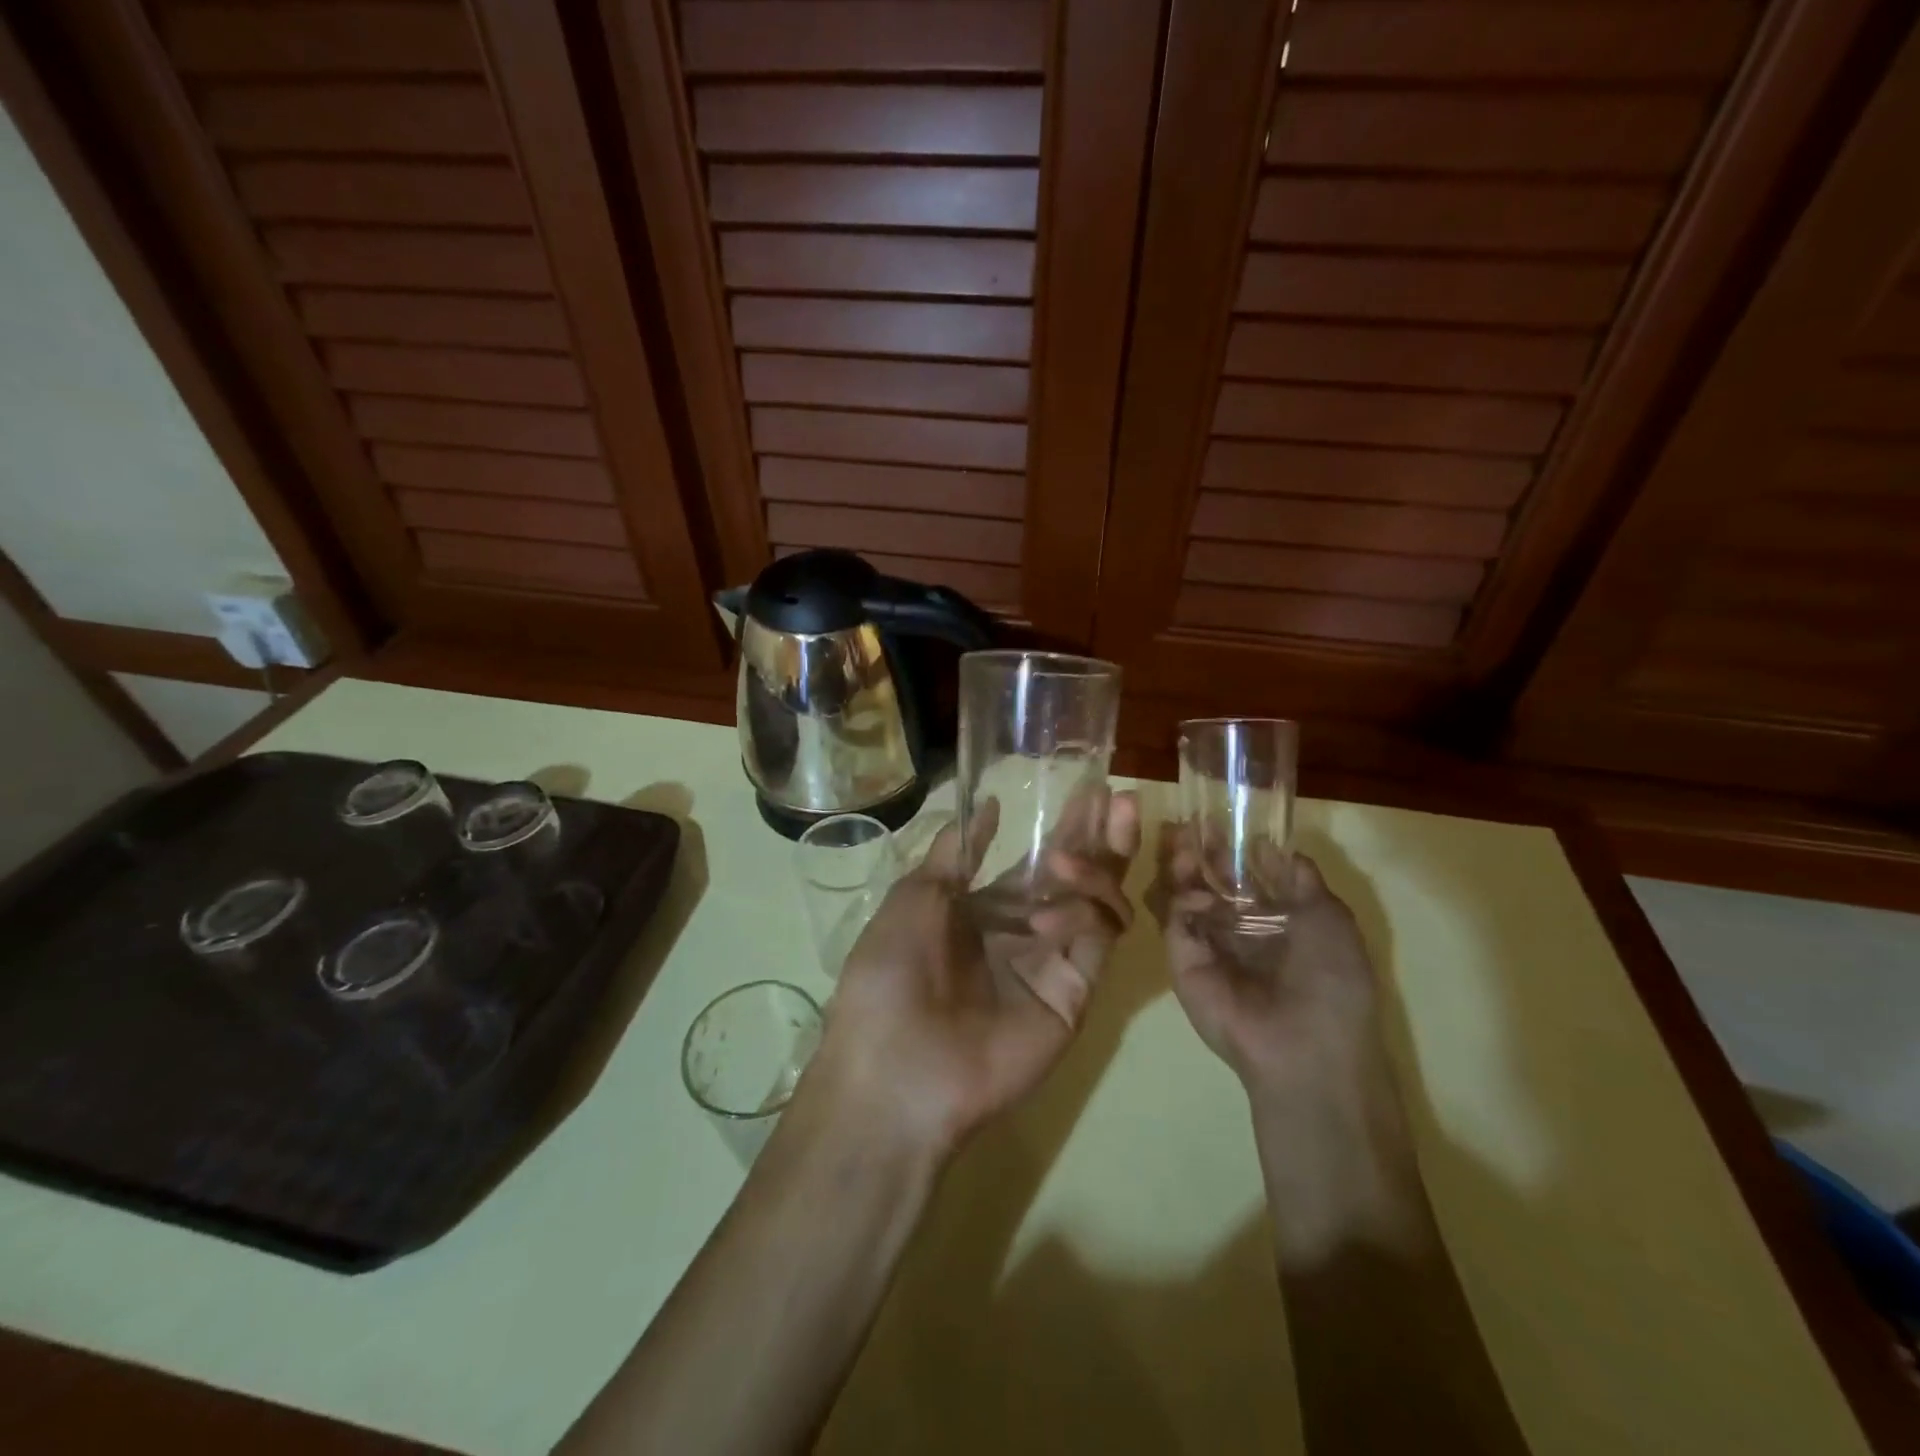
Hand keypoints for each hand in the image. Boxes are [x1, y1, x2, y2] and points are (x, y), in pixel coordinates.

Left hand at [807, 789, 1141, 1156]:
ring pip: (1099, 904)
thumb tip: (989, 803)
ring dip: (1097, 868)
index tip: (1090, 789)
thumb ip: (957, 851)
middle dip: (1102, 837)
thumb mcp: (915, 896)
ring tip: (1072, 854)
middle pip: (1080, 877)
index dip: (1067, 826)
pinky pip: (1096, 942)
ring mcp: (1054, 962)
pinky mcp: (1074, 993)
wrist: (896, 1066)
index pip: (1042, 859)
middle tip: (1119, 799)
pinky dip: (1086, 913)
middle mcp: (1028, 931)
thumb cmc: (892, 972)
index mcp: (989, 908)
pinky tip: (1053, 907)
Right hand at [1151, 824, 1428, 1262]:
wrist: (1305, 1046)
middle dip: (1200, 854)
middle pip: (1210, 882)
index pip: (1246, 878)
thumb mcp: (1331, 919)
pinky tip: (1197, 895)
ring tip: (1181, 844)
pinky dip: (1182, 901)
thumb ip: (1302, 880)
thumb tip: (1278, 847)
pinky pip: (1175, 921)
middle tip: (1188, 826)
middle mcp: (1239, 931)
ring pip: (1185, 896)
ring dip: (1182, 869)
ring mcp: (1208, 945)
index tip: (1220, 820)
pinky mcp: (1183, 960)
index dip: (1233, 849)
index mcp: (1277, 923)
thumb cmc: (1332, 982)